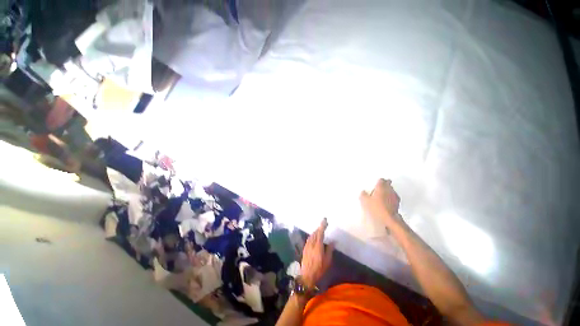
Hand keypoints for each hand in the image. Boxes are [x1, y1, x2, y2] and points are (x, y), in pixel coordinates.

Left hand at [300, 218, 334, 287]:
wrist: (307, 276)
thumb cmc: (319, 269)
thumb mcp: (327, 260)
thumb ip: (330, 249)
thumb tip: (333, 241)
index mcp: (318, 245)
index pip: (320, 232)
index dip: (323, 225)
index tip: (325, 220)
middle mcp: (312, 243)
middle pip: (316, 232)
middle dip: (320, 227)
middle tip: (324, 224)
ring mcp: (307, 245)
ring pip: (312, 235)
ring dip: (316, 231)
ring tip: (320, 229)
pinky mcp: (305, 248)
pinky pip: (309, 238)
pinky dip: (313, 235)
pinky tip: (314, 236)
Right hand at [360, 179, 402, 227]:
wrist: (389, 219)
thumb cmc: (376, 207)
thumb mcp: (365, 200)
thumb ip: (363, 194)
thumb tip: (363, 192)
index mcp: (381, 186)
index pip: (381, 180)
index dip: (378, 181)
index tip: (376, 183)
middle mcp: (389, 189)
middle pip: (388, 184)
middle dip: (384, 185)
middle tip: (379, 188)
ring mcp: (395, 197)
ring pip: (391, 191)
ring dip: (388, 192)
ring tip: (382, 196)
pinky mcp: (398, 204)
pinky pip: (393, 198)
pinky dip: (390, 199)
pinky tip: (386, 203)